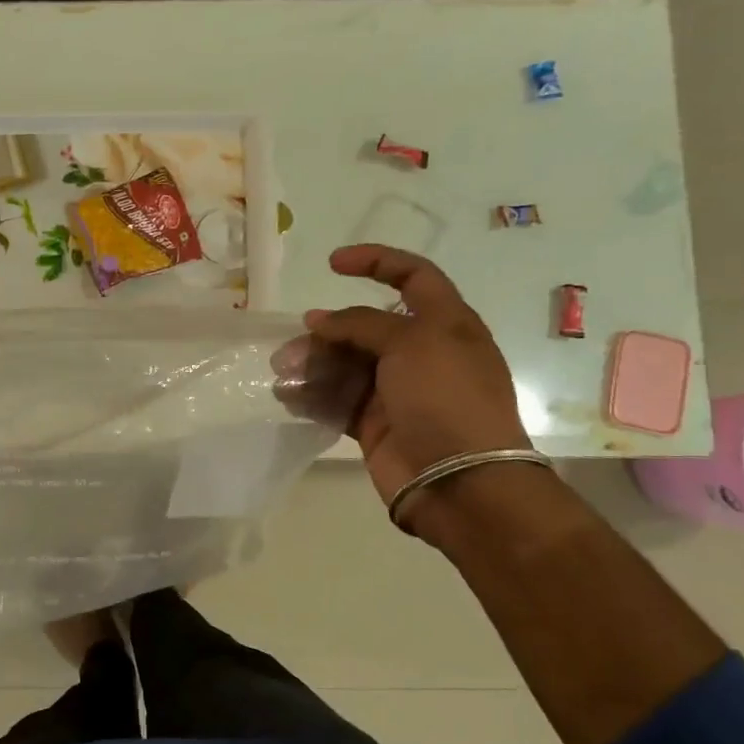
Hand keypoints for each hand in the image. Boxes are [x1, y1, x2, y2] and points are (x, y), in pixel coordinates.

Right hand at [304, 245, 529, 531]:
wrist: (460, 481)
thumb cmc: (446, 398)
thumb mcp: (412, 343)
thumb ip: (361, 324)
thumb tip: (319, 320)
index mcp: (445, 325)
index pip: (413, 276)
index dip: (376, 262)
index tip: (333, 264)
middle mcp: (421, 354)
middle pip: (365, 327)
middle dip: (327, 331)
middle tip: (293, 346)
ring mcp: (396, 391)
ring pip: (345, 365)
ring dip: (313, 365)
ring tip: (284, 375)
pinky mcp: (375, 424)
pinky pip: (337, 401)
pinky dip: (312, 396)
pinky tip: (289, 397)